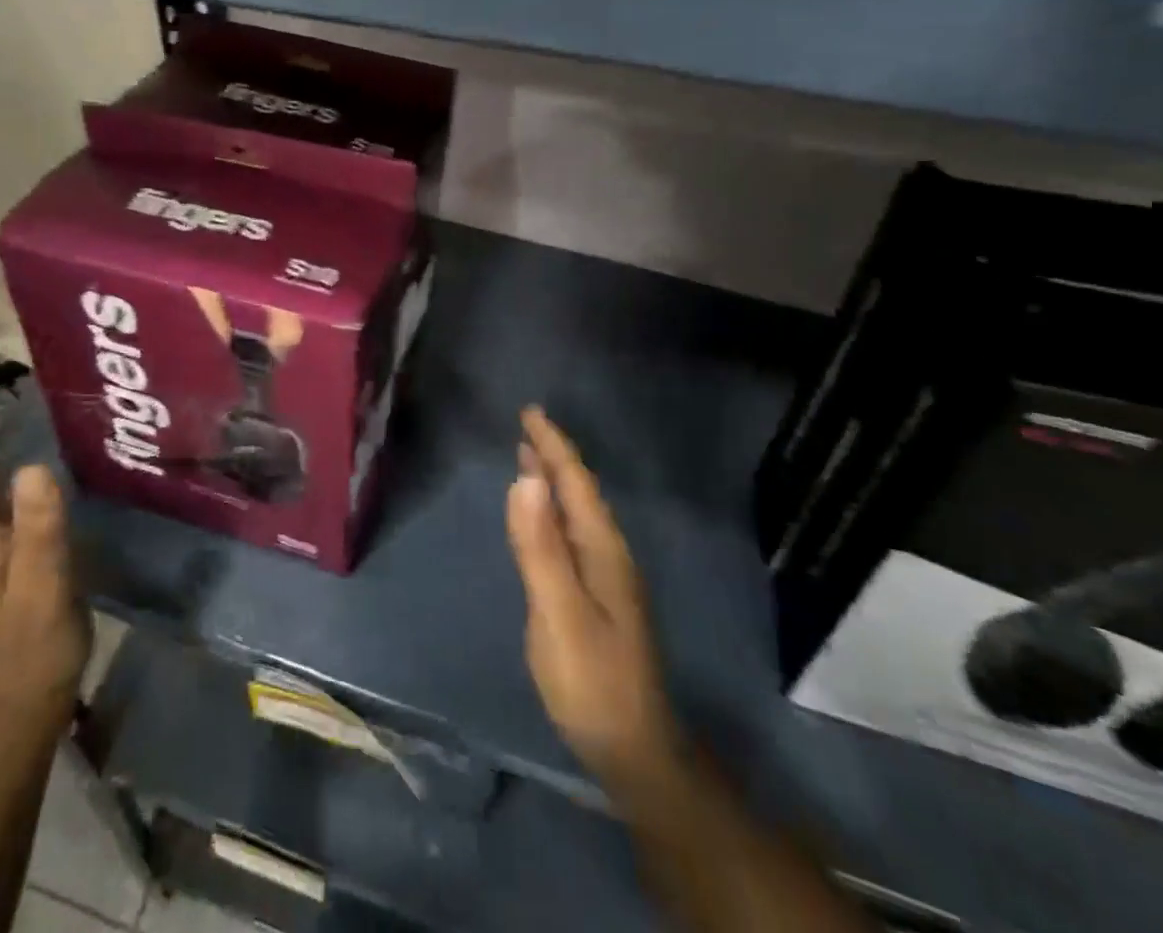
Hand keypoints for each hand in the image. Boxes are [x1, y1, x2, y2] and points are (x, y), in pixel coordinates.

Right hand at [506, 406, 681, 799]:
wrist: (635, 751)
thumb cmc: (592, 681)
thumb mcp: (560, 613)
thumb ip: (541, 547)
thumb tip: (526, 477)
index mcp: (602, 550)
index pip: (576, 483)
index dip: (553, 445)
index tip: (531, 411)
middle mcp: (608, 555)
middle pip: (579, 492)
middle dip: (554, 455)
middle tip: (528, 424)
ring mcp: (605, 578)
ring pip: (577, 513)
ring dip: (554, 480)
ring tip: (531, 456)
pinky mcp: (596, 598)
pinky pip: (572, 534)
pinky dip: (553, 510)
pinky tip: (544, 516)